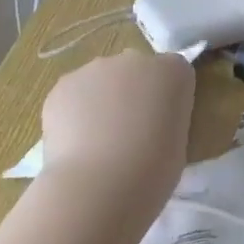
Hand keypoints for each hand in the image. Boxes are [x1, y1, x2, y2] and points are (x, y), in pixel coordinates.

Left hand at [37, 50, 194, 200]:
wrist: (101, 184)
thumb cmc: (155, 169)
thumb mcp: (179, 140)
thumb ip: (165, 119)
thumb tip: (146, 125)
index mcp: (175, 71)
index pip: (174, 73)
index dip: (166, 98)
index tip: (161, 124)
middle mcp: (137, 60)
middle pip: (136, 71)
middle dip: (132, 94)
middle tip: (127, 133)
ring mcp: (97, 69)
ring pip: (101, 81)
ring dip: (101, 102)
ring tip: (95, 143)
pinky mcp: (64, 84)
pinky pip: (73, 94)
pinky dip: (73, 113)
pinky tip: (74, 143)